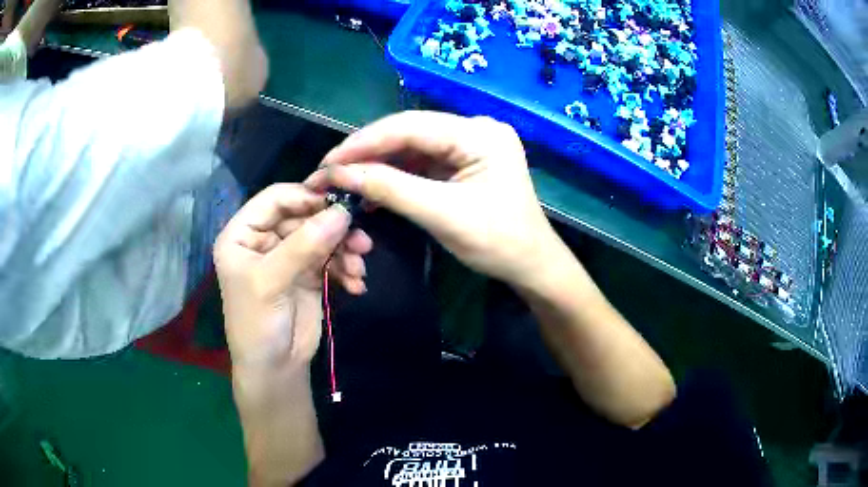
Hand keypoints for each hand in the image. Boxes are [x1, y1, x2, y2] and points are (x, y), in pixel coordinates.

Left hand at [213, 184, 371, 369]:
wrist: (275, 369)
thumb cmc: (257, 324)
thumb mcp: (271, 282)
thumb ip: (304, 245)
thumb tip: (343, 212)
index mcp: (243, 234)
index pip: (275, 199)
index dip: (306, 197)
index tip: (340, 203)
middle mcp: (265, 239)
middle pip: (304, 217)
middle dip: (333, 229)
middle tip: (361, 240)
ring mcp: (289, 256)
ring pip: (322, 237)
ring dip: (345, 249)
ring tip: (359, 268)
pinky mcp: (309, 273)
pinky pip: (332, 259)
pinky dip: (346, 269)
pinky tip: (356, 285)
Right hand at [306, 111, 561, 287]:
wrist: (531, 265)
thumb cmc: (497, 243)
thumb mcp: (441, 214)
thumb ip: (390, 188)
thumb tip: (339, 174)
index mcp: (479, 134)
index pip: (409, 126)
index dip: (364, 142)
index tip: (329, 162)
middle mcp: (475, 129)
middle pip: (409, 132)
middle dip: (368, 152)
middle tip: (330, 171)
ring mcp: (471, 144)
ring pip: (412, 147)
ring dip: (378, 164)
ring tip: (344, 181)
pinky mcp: (465, 161)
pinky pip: (422, 162)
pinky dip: (396, 175)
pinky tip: (371, 187)